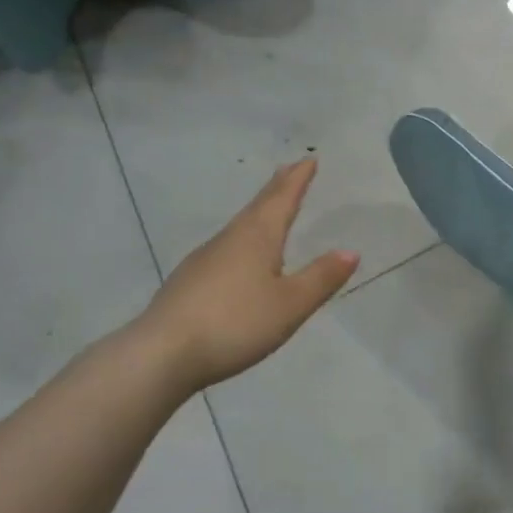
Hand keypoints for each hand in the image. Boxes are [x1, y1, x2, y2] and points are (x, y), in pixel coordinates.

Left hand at [125, 158, 358, 394]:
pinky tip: (239, 258)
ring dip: (258, 212)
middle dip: (277, 188)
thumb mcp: (290, 304)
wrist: (161, 354)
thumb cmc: (234, 322)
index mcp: (258, 237)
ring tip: (270, 210)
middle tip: (290, 170)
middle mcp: (230, 238)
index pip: (283, 198)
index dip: (298, 179)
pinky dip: (242, 239)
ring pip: (239, 226)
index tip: (309, 159)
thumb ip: (321, 278)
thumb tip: (350, 251)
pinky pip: (225, 248)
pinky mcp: (188, 281)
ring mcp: (204, 259)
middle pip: (258, 206)